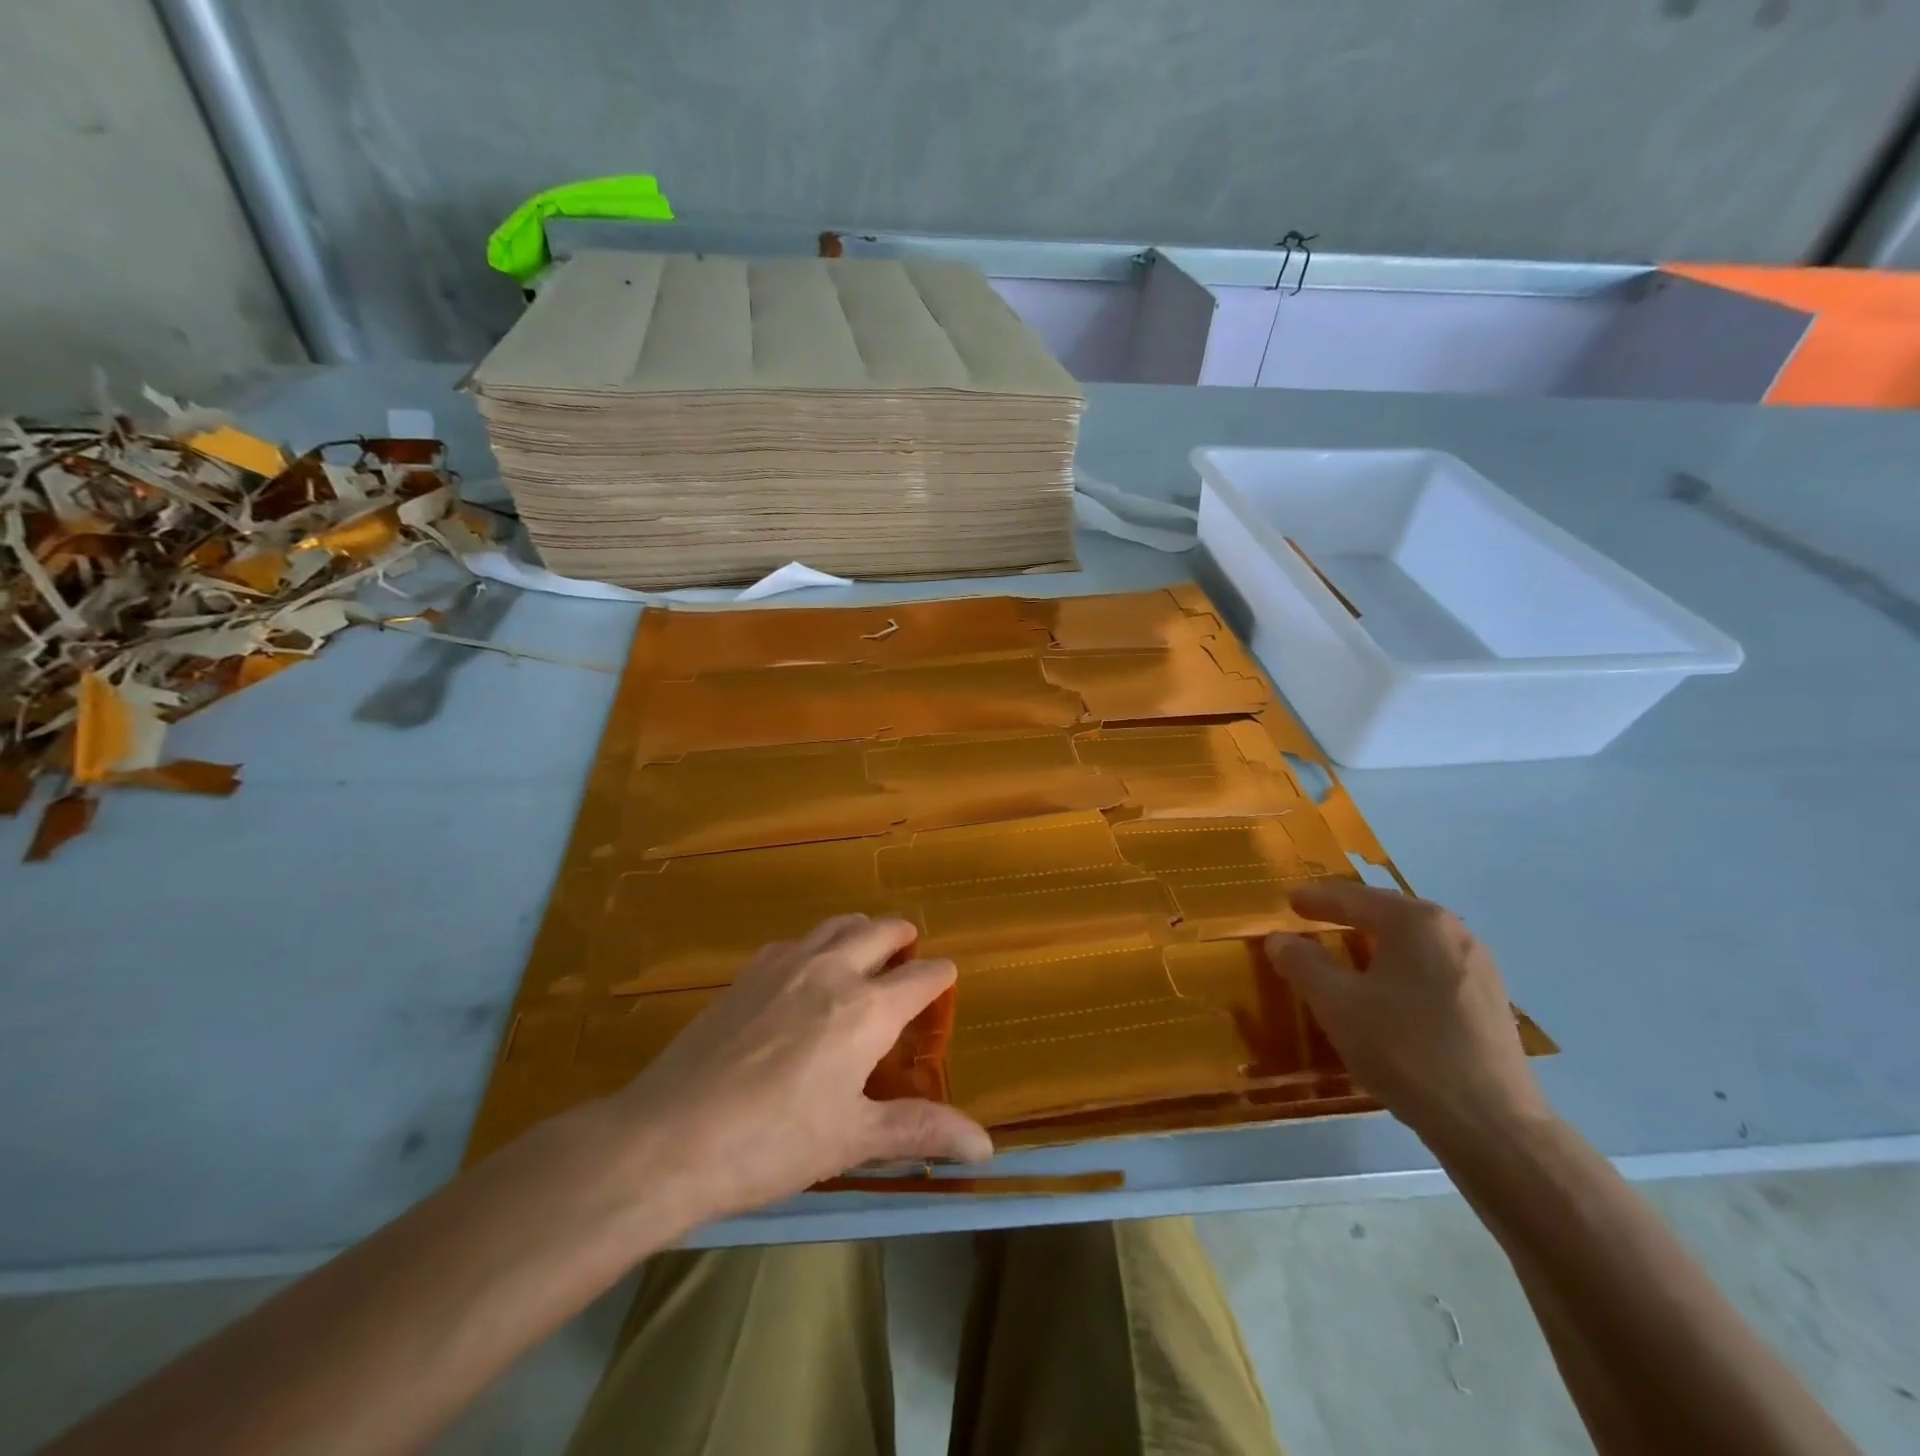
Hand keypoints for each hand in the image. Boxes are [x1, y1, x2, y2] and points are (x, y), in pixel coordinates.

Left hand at [605, 914, 992, 1229]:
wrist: (670, 1137)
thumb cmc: (773, 1143)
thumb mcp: (852, 1139)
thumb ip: (920, 1130)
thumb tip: (987, 1147)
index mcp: (868, 1009)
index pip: (923, 977)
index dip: (941, 977)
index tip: (947, 982)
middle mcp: (833, 969)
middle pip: (882, 931)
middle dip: (904, 938)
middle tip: (909, 955)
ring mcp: (786, 964)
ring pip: (838, 924)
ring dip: (861, 931)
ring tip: (865, 952)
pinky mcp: (748, 972)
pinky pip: (797, 941)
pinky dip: (817, 945)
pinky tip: (804, 976)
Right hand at [1266, 883, 1549, 1146]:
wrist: (1492, 1126)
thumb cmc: (1405, 1050)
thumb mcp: (1336, 1004)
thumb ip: (1302, 964)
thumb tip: (1279, 939)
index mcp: (1416, 922)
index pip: (1353, 899)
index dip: (1316, 899)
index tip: (1288, 901)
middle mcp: (1453, 933)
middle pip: (1388, 914)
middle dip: (1348, 916)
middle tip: (1314, 920)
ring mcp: (1480, 968)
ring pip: (1413, 944)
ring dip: (1376, 945)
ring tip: (1347, 955)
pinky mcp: (1491, 1003)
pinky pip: (1432, 969)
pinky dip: (1401, 969)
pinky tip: (1388, 993)